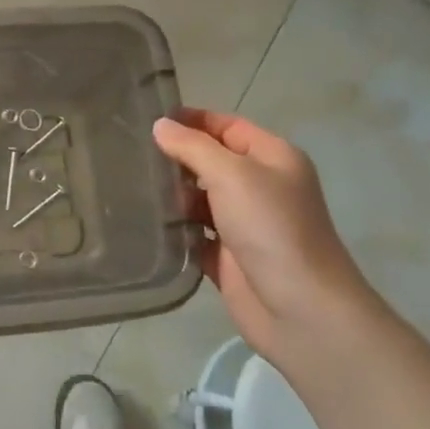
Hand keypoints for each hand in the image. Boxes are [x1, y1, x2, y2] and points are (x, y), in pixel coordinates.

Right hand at [152, 110, 377, 364]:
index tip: (148, 118)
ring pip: (198, 199)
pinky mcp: (227, 257)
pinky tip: (141, 222)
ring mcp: (243, 224)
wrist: (301, 310)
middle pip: (210, 161)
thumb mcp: (232, 175)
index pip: (227, 126)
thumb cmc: (271, 228)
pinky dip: (173, 229)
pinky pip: (193, 234)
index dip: (192, 120)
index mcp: (272, 159)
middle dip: (175, 157)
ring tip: (127, 185)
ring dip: (170, 195)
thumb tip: (160, 125)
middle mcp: (260, 187)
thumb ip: (192, 147)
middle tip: (128, 152)